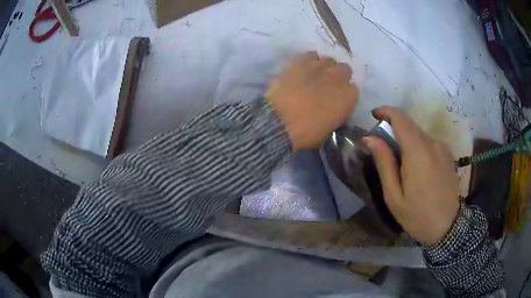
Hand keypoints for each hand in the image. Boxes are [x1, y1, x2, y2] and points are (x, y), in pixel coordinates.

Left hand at [264, 52, 358, 151]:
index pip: (353, 90)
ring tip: (314, 75)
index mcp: (349, 96)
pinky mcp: (301, 60)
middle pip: (344, 70)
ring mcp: (320, 65)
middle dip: (338, 76)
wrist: (281, 121)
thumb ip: (336, 113)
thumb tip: (332, 108)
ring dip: (324, 67)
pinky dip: (308, 60)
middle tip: (327, 85)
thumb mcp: (329, 128)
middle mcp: (339, 77)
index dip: (345, 94)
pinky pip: (310, 55)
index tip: (337, 99)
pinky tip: (302, 68)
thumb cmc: (307, 132)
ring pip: (328, 60)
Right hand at [363, 106, 459, 245]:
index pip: (400, 118)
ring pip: (419, 135)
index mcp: (417, 151)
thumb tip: (370, 138)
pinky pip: (429, 143)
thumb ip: (384, 163)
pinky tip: (418, 170)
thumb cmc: (418, 215)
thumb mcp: (394, 195)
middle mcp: (432, 143)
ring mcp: (443, 148)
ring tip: (402, 166)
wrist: (448, 227)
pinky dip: (419, 148)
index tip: (374, 115)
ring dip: (407, 141)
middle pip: (409, 125)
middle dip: (394, 130)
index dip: (386, 111)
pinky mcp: (448, 155)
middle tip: (384, 150)